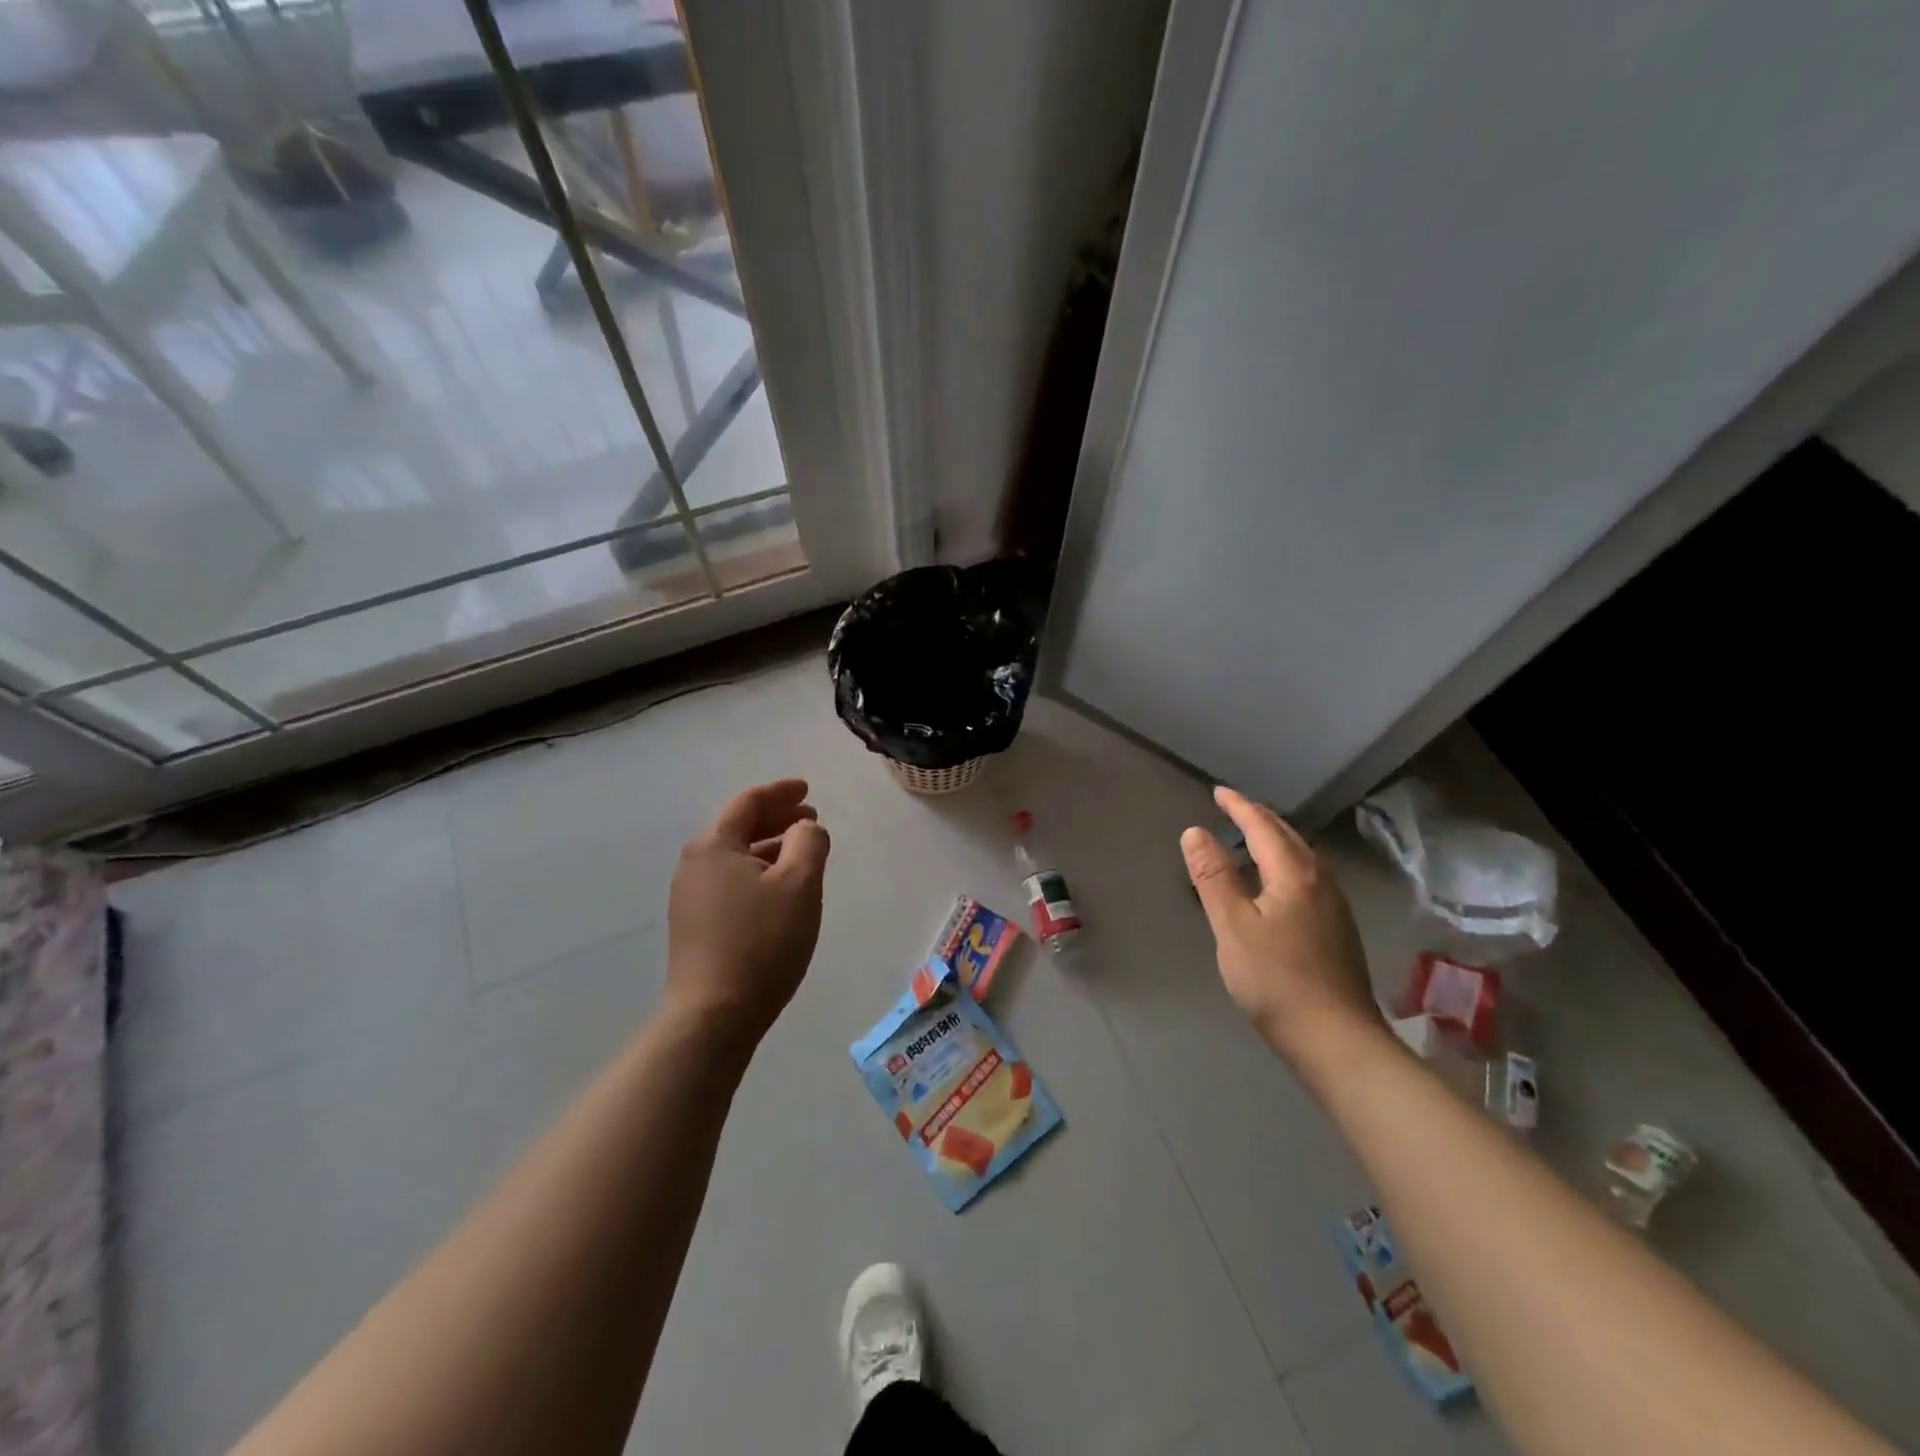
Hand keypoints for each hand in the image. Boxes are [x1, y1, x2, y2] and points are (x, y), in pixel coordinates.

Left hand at [667, 779, 830, 1044]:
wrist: (713, 1015)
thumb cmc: (762, 941)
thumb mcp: (799, 884)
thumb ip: (809, 842)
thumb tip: (805, 827)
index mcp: (714, 845)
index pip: (750, 803)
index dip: (782, 792)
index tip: (808, 790)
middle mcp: (694, 864)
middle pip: (739, 827)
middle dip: (777, 819)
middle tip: (811, 819)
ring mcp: (690, 896)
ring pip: (736, 856)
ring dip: (770, 847)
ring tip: (802, 852)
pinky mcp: (694, 925)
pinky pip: (731, 881)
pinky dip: (758, 872)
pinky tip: (779, 889)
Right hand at [1181, 786, 1381, 1066]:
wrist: (1336, 1039)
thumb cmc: (1276, 979)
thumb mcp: (1232, 926)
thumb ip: (1213, 876)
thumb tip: (1195, 831)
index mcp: (1294, 874)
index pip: (1263, 826)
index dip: (1239, 806)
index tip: (1218, 792)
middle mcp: (1320, 881)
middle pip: (1288, 837)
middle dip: (1259, 818)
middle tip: (1233, 808)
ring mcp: (1334, 906)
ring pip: (1302, 857)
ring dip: (1275, 839)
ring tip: (1251, 837)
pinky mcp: (1338, 929)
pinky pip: (1307, 877)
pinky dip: (1285, 863)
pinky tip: (1276, 882)